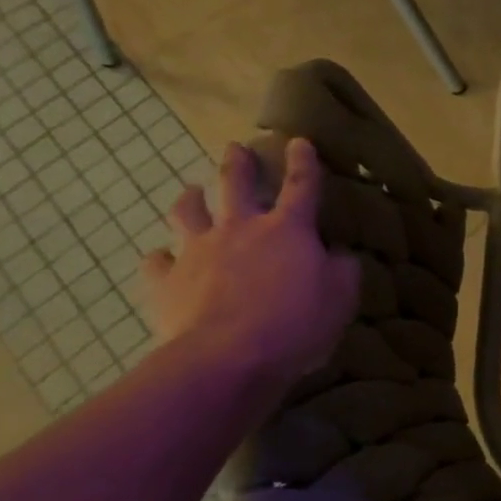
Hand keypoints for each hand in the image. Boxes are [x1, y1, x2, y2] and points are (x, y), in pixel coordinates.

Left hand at [141, 139, 358, 392]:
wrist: (226, 359)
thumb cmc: (295, 325)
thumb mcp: (341, 299)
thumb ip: (343, 271)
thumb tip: (339, 255)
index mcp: (288, 229)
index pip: (301, 185)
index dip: (303, 162)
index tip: (298, 141)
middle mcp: (241, 229)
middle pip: (236, 185)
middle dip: (238, 163)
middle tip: (235, 148)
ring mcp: (198, 252)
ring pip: (188, 212)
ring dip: (191, 199)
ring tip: (192, 192)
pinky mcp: (166, 282)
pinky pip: (157, 262)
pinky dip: (161, 258)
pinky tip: (162, 259)